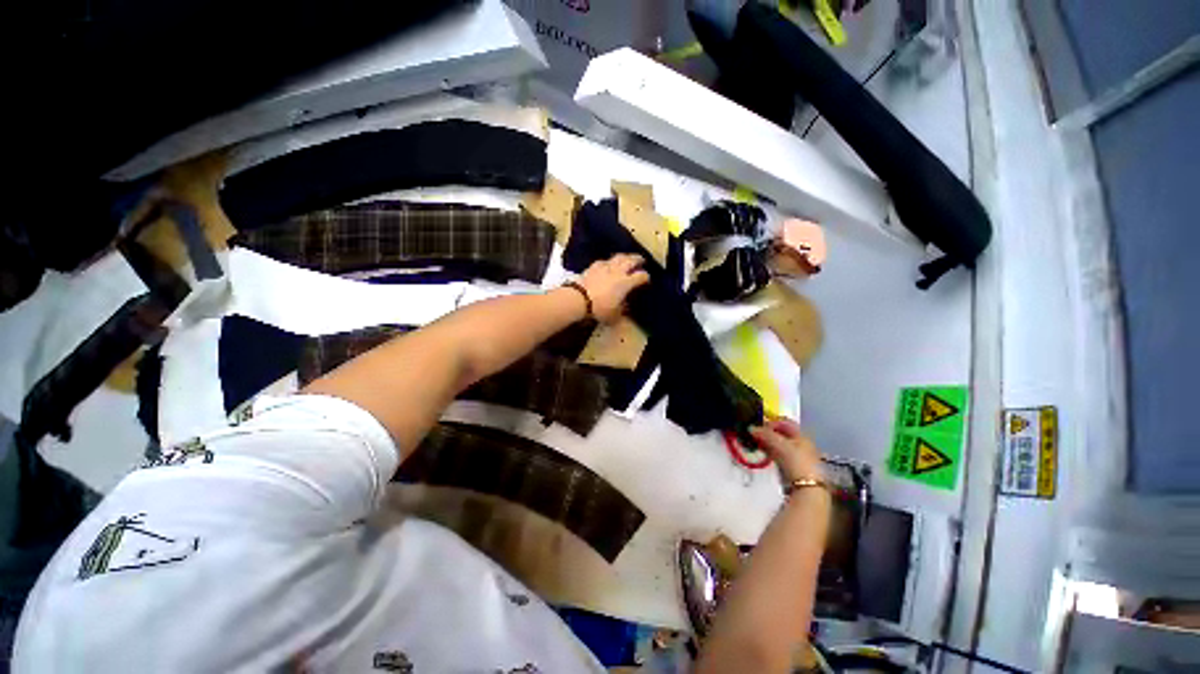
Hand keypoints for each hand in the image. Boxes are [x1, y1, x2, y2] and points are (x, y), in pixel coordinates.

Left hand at [578, 254, 650, 322]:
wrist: (579, 299)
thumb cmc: (600, 308)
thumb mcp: (614, 315)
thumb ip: (622, 310)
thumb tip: (626, 306)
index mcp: (626, 283)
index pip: (641, 276)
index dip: (646, 277)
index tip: (647, 279)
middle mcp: (618, 272)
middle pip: (631, 260)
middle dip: (637, 259)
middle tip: (641, 260)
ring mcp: (605, 267)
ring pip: (618, 257)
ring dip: (624, 257)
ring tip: (626, 258)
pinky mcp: (593, 266)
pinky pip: (603, 261)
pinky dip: (608, 261)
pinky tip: (607, 263)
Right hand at [749, 418, 824, 483]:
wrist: (807, 488)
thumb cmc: (796, 462)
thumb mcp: (780, 445)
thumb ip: (766, 435)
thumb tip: (751, 428)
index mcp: (802, 435)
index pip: (785, 422)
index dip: (772, 422)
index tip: (759, 427)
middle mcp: (802, 444)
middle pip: (782, 434)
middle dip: (768, 433)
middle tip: (755, 436)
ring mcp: (798, 456)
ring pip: (780, 445)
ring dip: (768, 444)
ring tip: (758, 446)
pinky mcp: (793, 467)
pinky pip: (779, 455)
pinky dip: (771, 453)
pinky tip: (764, 456)